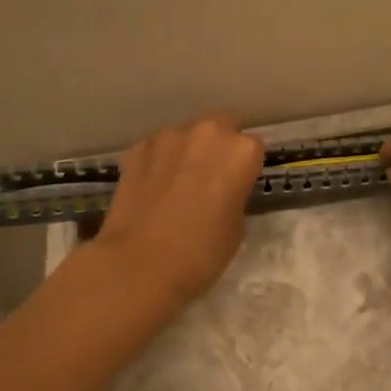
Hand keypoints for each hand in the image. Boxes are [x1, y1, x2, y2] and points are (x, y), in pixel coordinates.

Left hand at [95, 114, 264, 309]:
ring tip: (178, 184)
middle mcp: (207, 133)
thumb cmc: (201, 252)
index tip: (239, 185)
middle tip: (212, 178)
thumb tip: (222, 191)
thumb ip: (234, 195)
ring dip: (187, 151)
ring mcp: (167, 137)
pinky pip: (157, 149)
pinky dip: (159, 162)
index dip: (246, 167)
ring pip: (186, 135)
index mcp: (241, 152)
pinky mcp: (136, 149)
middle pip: (222, 126)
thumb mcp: (236, 227)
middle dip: (219, 146)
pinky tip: (153, 189)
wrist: (138, 264)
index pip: (253, 148)